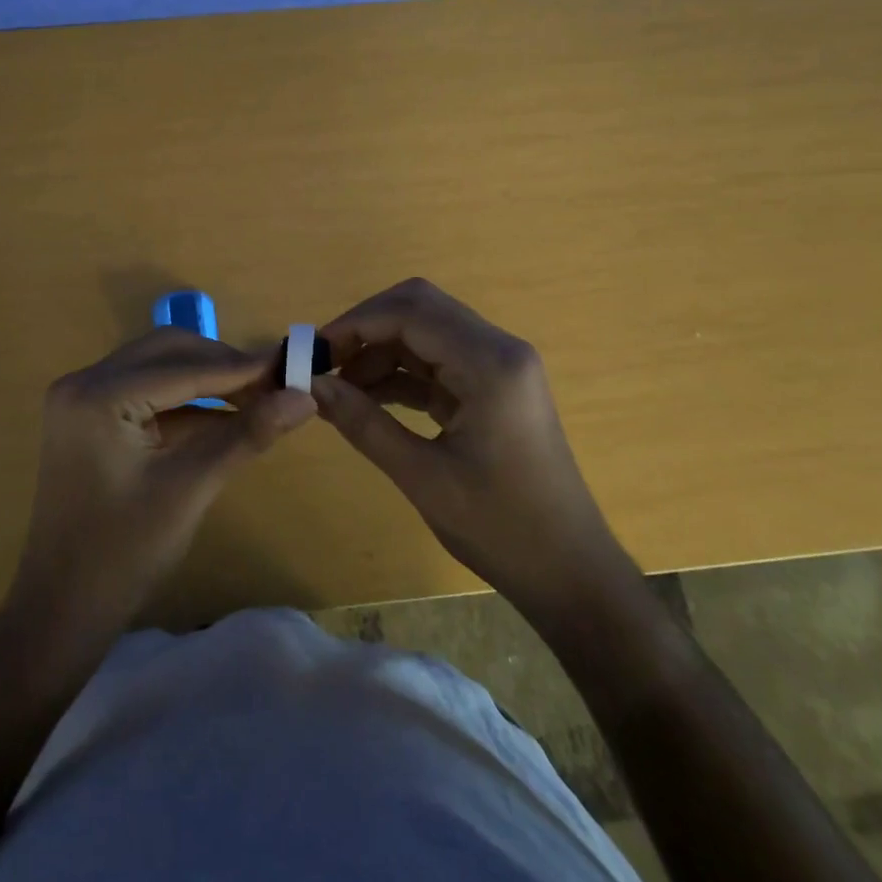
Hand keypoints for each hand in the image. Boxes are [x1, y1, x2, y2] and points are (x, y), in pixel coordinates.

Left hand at [11, 328, 316, 638]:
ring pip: (157, 367)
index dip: (241, 367)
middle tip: (274, 384)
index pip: (183, 367)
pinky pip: (145, 392)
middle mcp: (83, 382)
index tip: (292, 365)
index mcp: (98, 395)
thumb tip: (305, 397)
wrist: (62, 609)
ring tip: (258, 397)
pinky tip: (225, 416)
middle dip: (222, 365)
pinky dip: (185, 401)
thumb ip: (247, 435)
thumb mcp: (191, 489)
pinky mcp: (89, 418)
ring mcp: (81, 399)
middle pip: (167, 351)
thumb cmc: (124, 554)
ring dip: (206, 379)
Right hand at [312, 278, 633, 625]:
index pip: (410, 312)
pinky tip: (366, 400)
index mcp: (490, 363)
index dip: (355, 324)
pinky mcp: (492, 387)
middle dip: (365, 329)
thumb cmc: (501, 529)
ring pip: (425, 332)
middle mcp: (498, 349)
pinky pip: (436, 362)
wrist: (570, 573)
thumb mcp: (423, 477)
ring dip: (379, 351)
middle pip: (418, 308)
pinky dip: (399, 373)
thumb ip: (364, 424)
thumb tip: (311, 385)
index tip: (312, 352)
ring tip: (338, 389)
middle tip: (324, 363)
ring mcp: (498, 366)